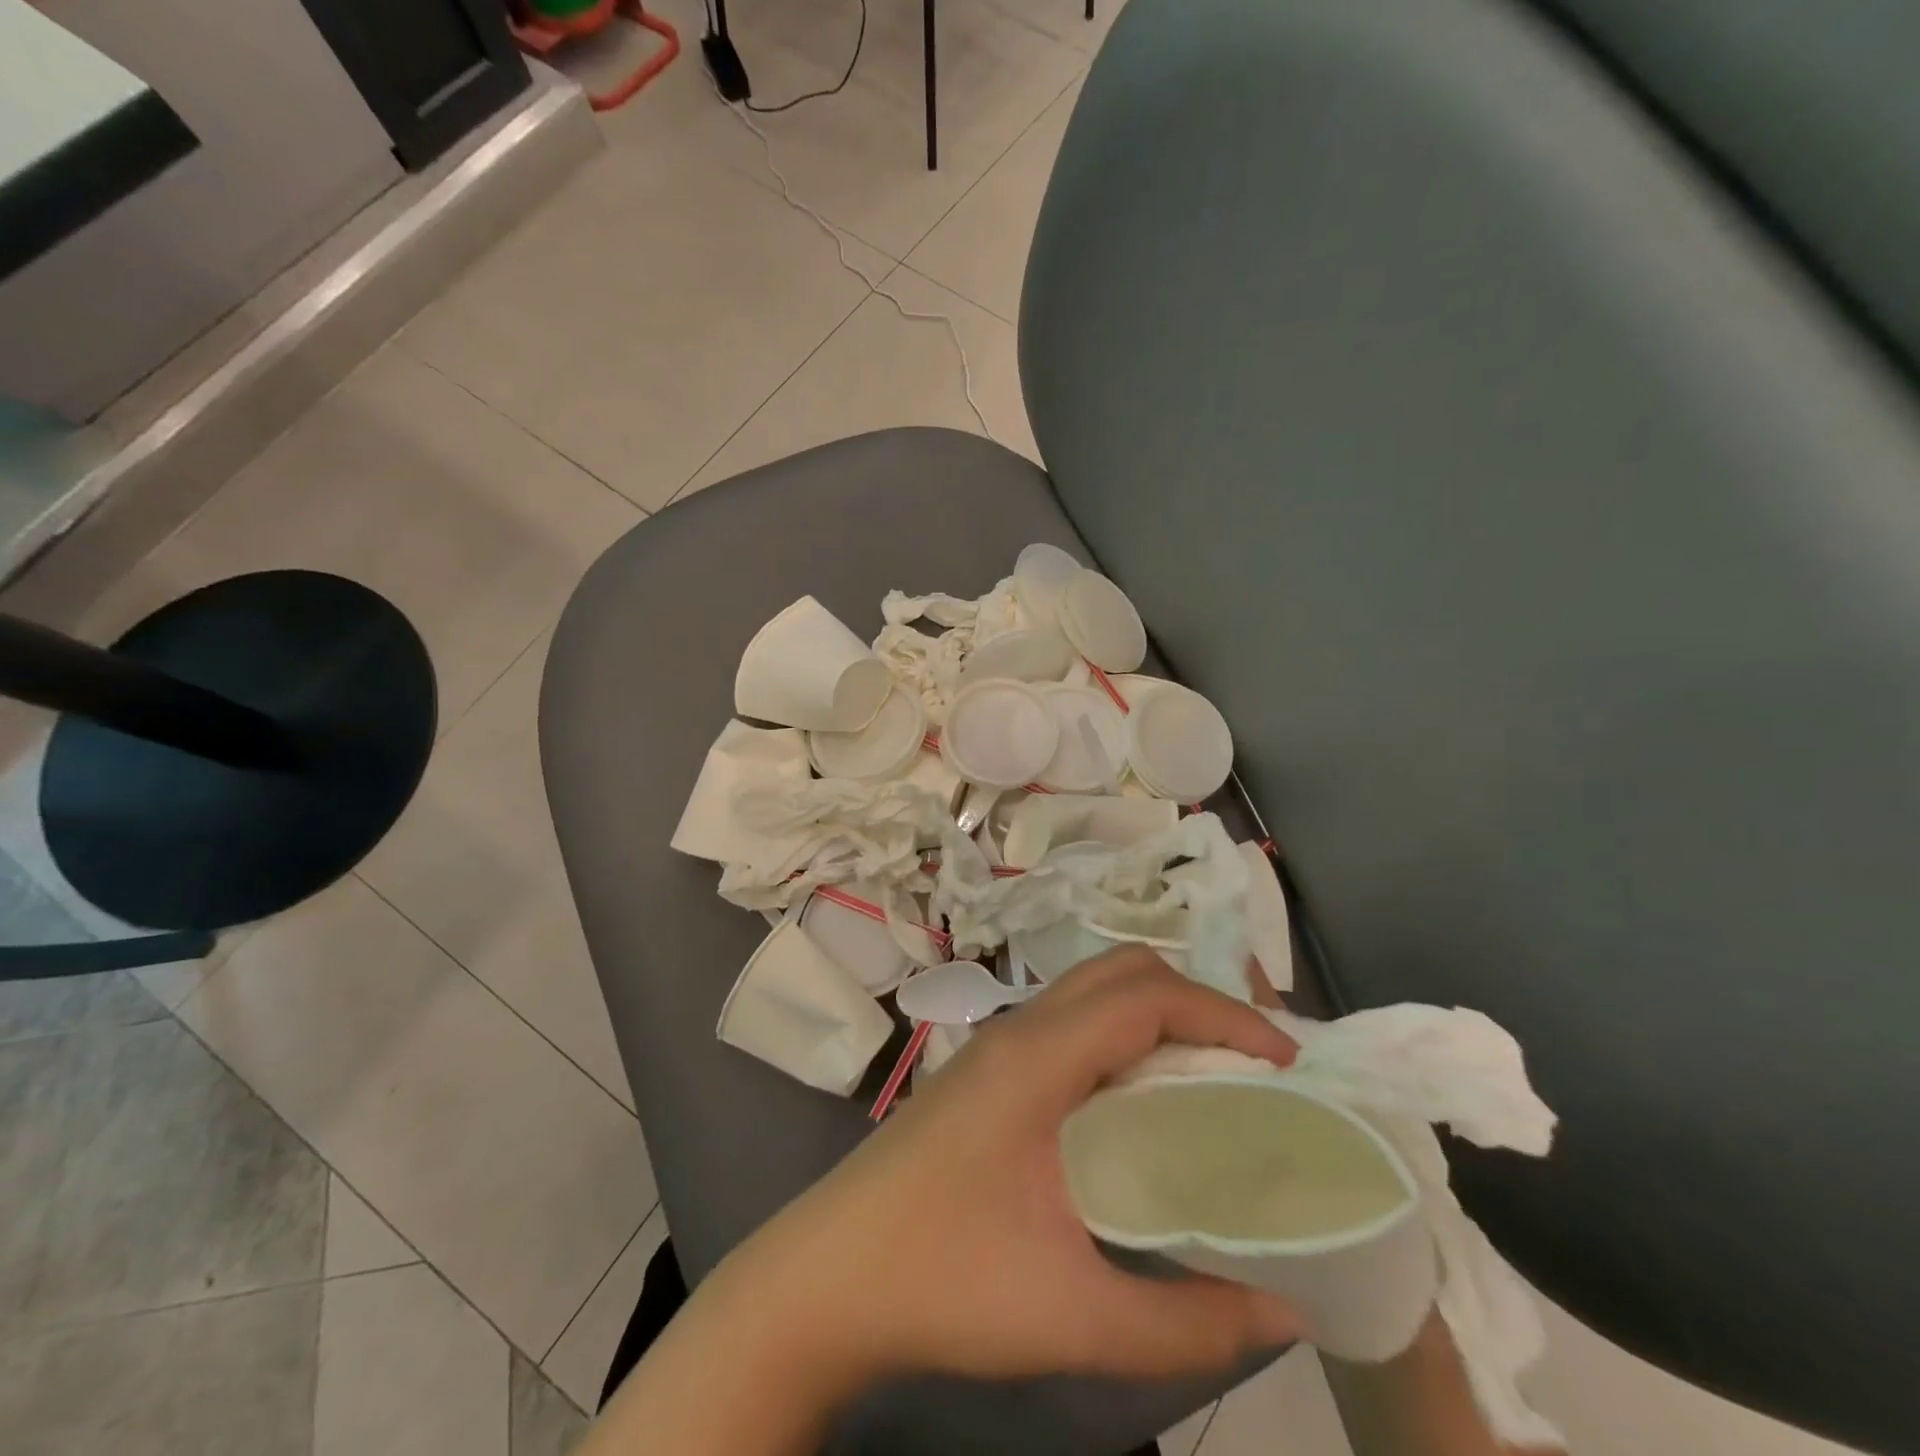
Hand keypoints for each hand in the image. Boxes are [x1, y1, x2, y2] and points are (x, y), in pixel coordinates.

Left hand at [719, 947, 1302, 1386]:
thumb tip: (1286, 1311)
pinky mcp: (985, 1071)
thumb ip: (1187, 1323)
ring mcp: (995, 1046)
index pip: (1147, 996)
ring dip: (1157, 1013)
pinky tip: (1140, 1100)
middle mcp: (1017, 1031)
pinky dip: (1122, 1035)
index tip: (1286, 1063)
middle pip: (1121, 971)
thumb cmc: (941, 1281)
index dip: (1225, 1014)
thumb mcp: (1073, 1316)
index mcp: (1038, 1059)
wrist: (823, 1278)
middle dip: (1196, 999)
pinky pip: (1069, 1022)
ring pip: (1091, 991)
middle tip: (1253, 1063)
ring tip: (1211, 1075)